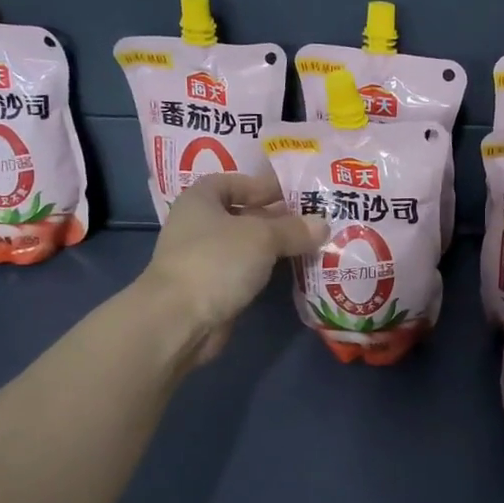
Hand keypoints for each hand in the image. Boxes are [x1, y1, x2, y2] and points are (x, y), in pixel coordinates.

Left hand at [137, 173, 326, 366]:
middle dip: (276, 218)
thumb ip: (294, 229)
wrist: (180, 319)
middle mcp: (198, 225)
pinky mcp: (212, 288)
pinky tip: (292, 271)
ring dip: (274, 246)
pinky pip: (246, 272)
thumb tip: (323, 224)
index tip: (295, 193)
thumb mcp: (262, 237)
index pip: (234, 182)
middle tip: (313, 220)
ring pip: (246, 246)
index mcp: (201, 200)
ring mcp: (204, 259)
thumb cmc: (217, 261)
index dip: (263, 185)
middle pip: (243, 214)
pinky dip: (266, 270)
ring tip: (311, 245)